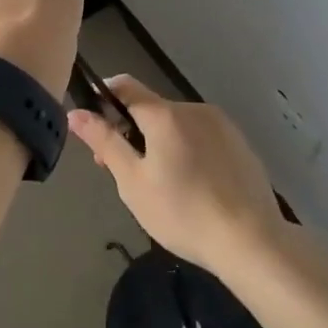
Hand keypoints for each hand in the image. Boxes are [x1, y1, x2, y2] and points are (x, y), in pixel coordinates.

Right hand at [67, 77, 283, 271]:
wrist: (252, 241)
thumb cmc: (183, 212)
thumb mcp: (133, 182)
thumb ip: (104, 143)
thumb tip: (76, 113)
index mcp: (165, 115)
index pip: (125, 86)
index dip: (103, 97)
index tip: (93, 124)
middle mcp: (194, 109)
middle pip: (152, 110)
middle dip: (132, 132)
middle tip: (125, 174)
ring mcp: (222, 126)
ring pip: (178, 125)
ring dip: (162, 143)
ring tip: (163, 187)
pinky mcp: (241, 145)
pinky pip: (203, 138)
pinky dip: (189, 152)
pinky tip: (194, 188)